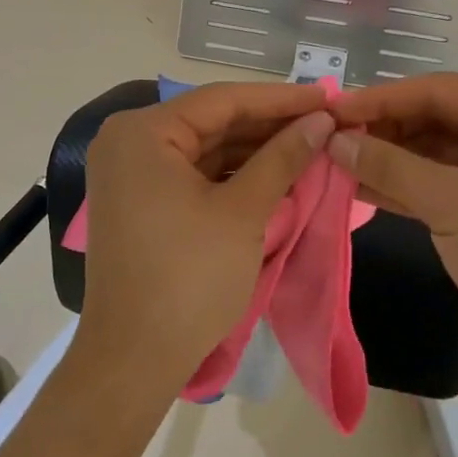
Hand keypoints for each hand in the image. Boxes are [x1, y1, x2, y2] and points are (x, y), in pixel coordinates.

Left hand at [75, 82, 334, 397]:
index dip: (280, 99)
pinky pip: (192, 173)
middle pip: (212, 122)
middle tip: (325, 122)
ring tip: (310, 144)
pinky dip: (232, 174)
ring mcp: (131, 172)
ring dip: (255, 149)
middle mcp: (129, 141)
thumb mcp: (243, 212)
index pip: (222, 101)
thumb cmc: (189, 278)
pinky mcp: (140, 201)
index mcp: (143, 132)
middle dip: (269, 125)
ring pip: (205, 148)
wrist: (134, 359)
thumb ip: (283, 158)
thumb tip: (321, 121)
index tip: (328, 96)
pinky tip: (274, 171)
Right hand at [328, 75, 457, 356]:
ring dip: (394, 160)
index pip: (437, 90)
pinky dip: (413, 185)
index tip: (329, 111)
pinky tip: (366, 188)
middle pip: (439, 118)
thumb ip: (388, 164)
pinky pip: (452, 181)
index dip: (379, 101)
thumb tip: (334, 140)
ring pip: (441, 152)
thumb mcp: (450, 202)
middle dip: (385, 133)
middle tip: (329, 142)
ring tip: (338, 165)